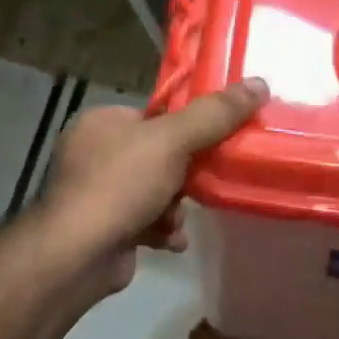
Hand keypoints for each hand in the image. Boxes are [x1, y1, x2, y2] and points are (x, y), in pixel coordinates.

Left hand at [38, 79, 268, 294]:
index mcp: (102, 122)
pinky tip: (170, 240)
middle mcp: (94, 153)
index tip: (215, 143)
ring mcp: (97, 193)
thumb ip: (215, 114)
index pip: (155, 115)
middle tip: (199, 186)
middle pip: (161, 155)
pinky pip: (146, 220)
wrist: (78, 255)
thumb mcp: (173, 140)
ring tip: (175, 220)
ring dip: (175, 207)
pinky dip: (162, 230)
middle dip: (184, 177)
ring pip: (157, 190)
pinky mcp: (105, 227)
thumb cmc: (121, 185)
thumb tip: (260, 83)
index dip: (188, 128)